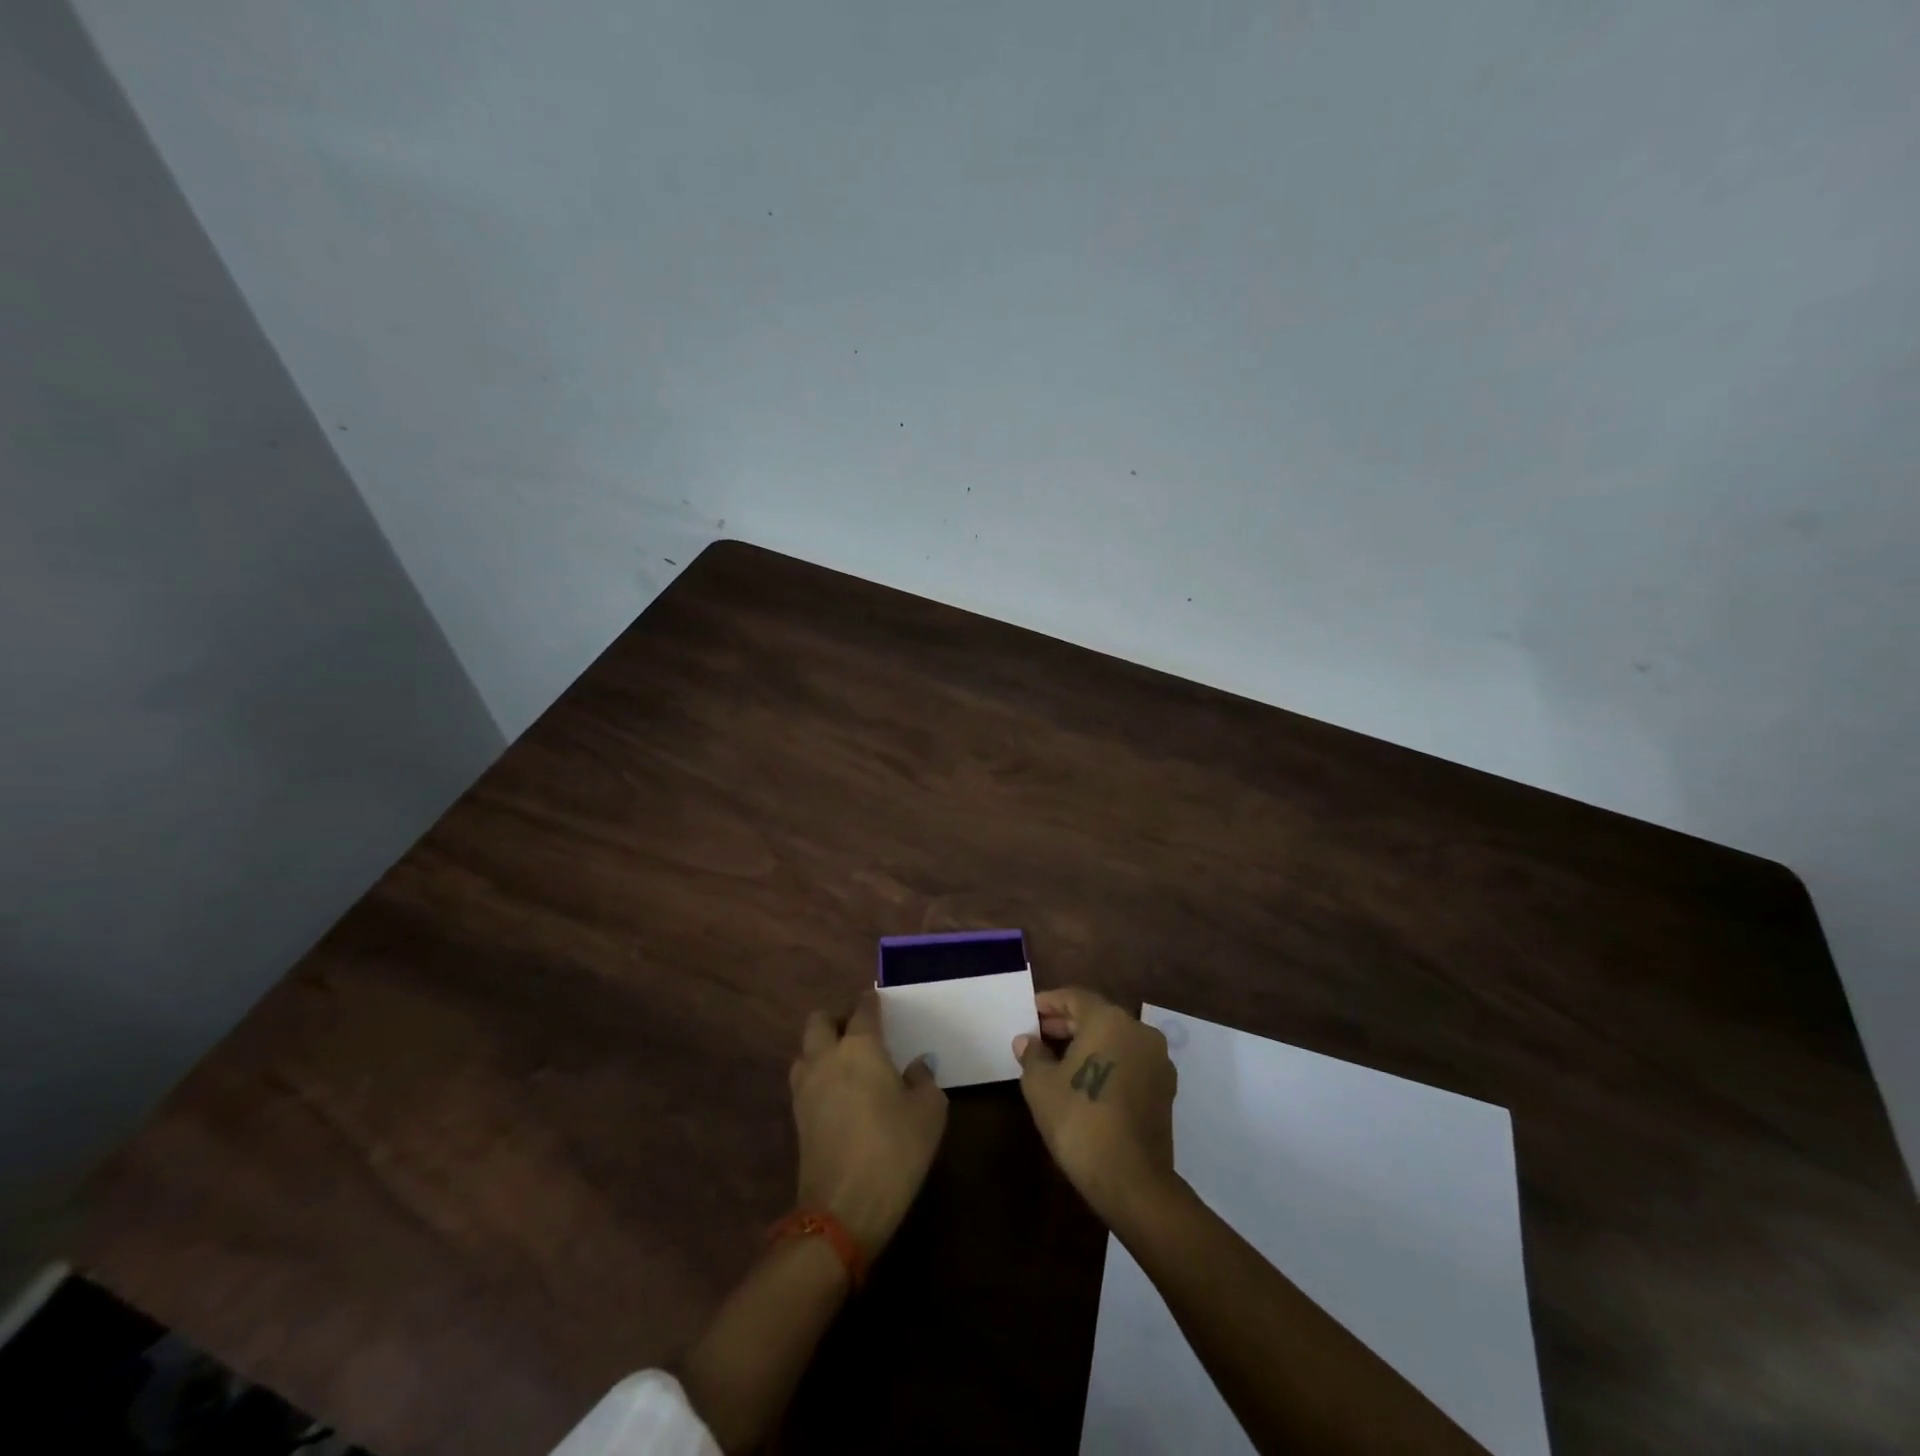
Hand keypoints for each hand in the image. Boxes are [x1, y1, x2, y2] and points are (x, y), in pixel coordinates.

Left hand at [789, 989, 947, 1258]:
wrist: (843, 1209)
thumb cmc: (894, 1150)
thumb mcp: (929, 1112)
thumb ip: (924, 1079)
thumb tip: (916, 1065)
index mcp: (860, 1046)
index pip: (862, 1008)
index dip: (872, 1001)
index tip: (880, 1002)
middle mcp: (826, 1057)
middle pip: (819, 1020)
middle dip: (837, 1018)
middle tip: (859, 1032)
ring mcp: (806, 1088)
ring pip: (805, 1050)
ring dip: (820, 1048)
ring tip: (845, 1063)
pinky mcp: (797, 1118)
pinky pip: (803, 1080)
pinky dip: (817, 1076)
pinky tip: (837, 1093)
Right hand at [1014, 987, 1178, 1223]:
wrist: (1131, 1180)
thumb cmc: (1079, 1121)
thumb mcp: (1041, 1085)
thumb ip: (1033, 1055)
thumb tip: (1027, 1040)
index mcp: (1109, 1020)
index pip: (1075, 997)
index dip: (1050, 1002)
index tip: (1031, 1011)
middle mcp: (1139, 1030)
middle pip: (1098, 1016)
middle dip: (1068, 1023)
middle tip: (1040, 1034)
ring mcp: (1157, 1060)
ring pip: (1117, 1038)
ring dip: (1090, 1042)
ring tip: (1060, 1058)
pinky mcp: (1165, 1088)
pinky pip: (1131, 1060)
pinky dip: (1109, 1061)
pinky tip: (1088, 1079)